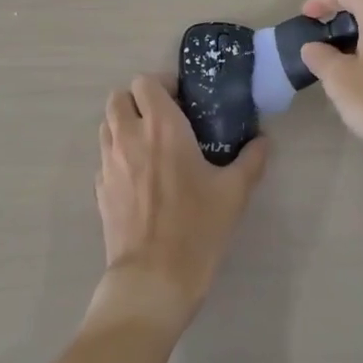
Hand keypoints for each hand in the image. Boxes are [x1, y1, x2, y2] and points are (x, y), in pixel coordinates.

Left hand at [93, 76, 268, 330]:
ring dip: (125, 125)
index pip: (145, 82)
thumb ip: (251, 160)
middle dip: (139, 101)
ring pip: (107, 125)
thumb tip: (263, 141)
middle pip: (118, 97)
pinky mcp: (99, 190)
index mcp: (161, 127)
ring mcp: (108, 164)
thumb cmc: (196, 229)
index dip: (163, 85)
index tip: (184, 101)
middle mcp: (128, 137)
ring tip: (151, 145)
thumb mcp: (234, 193)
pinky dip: (118, 156)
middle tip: (165, 119)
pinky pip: (104, 158)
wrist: (152, 280)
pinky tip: (140, 178)